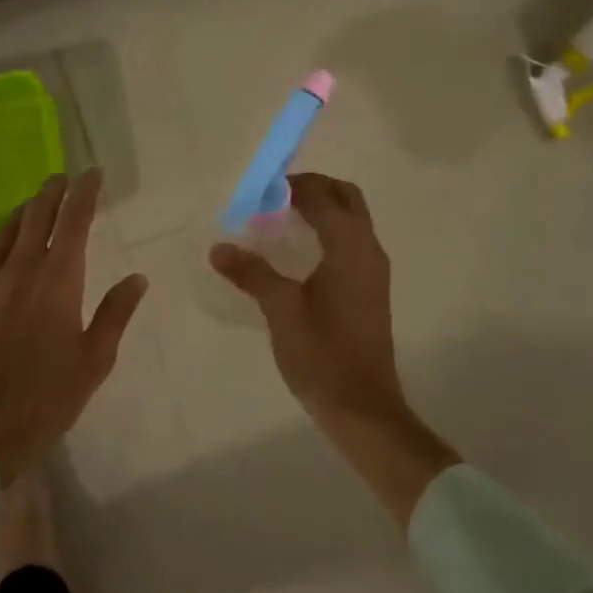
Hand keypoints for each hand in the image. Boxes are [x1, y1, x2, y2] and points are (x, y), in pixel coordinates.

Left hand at [0, 169, 146, 482]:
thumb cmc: (45, 397)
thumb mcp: (94, 359)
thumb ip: (115, 313)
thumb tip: (137, 278)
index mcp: (58, 279)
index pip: (74, 221)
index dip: (84, 193)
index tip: (93, 173)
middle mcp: (20, 270)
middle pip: (36, 217)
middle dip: (52, 192)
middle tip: (63, 178)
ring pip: (5, 233)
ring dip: (23, 212)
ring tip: (35, 204)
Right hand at [209, 173, 400, 421]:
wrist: (362, 406)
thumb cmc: (321, 353)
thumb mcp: (280, 309)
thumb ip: (252, 273)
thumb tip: (219, 248)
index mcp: (349, 247)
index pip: (323, 198)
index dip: (293, 186)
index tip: (261, 188)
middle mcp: (368, 249)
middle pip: (347, 198)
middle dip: (315, 188)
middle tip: (277, 195)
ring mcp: (373, 270)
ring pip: (353, 219)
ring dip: (324, 208)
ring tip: (283, 217)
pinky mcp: (371, 289)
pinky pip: (353, 241)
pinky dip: (330, 230)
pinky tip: (301, 251)